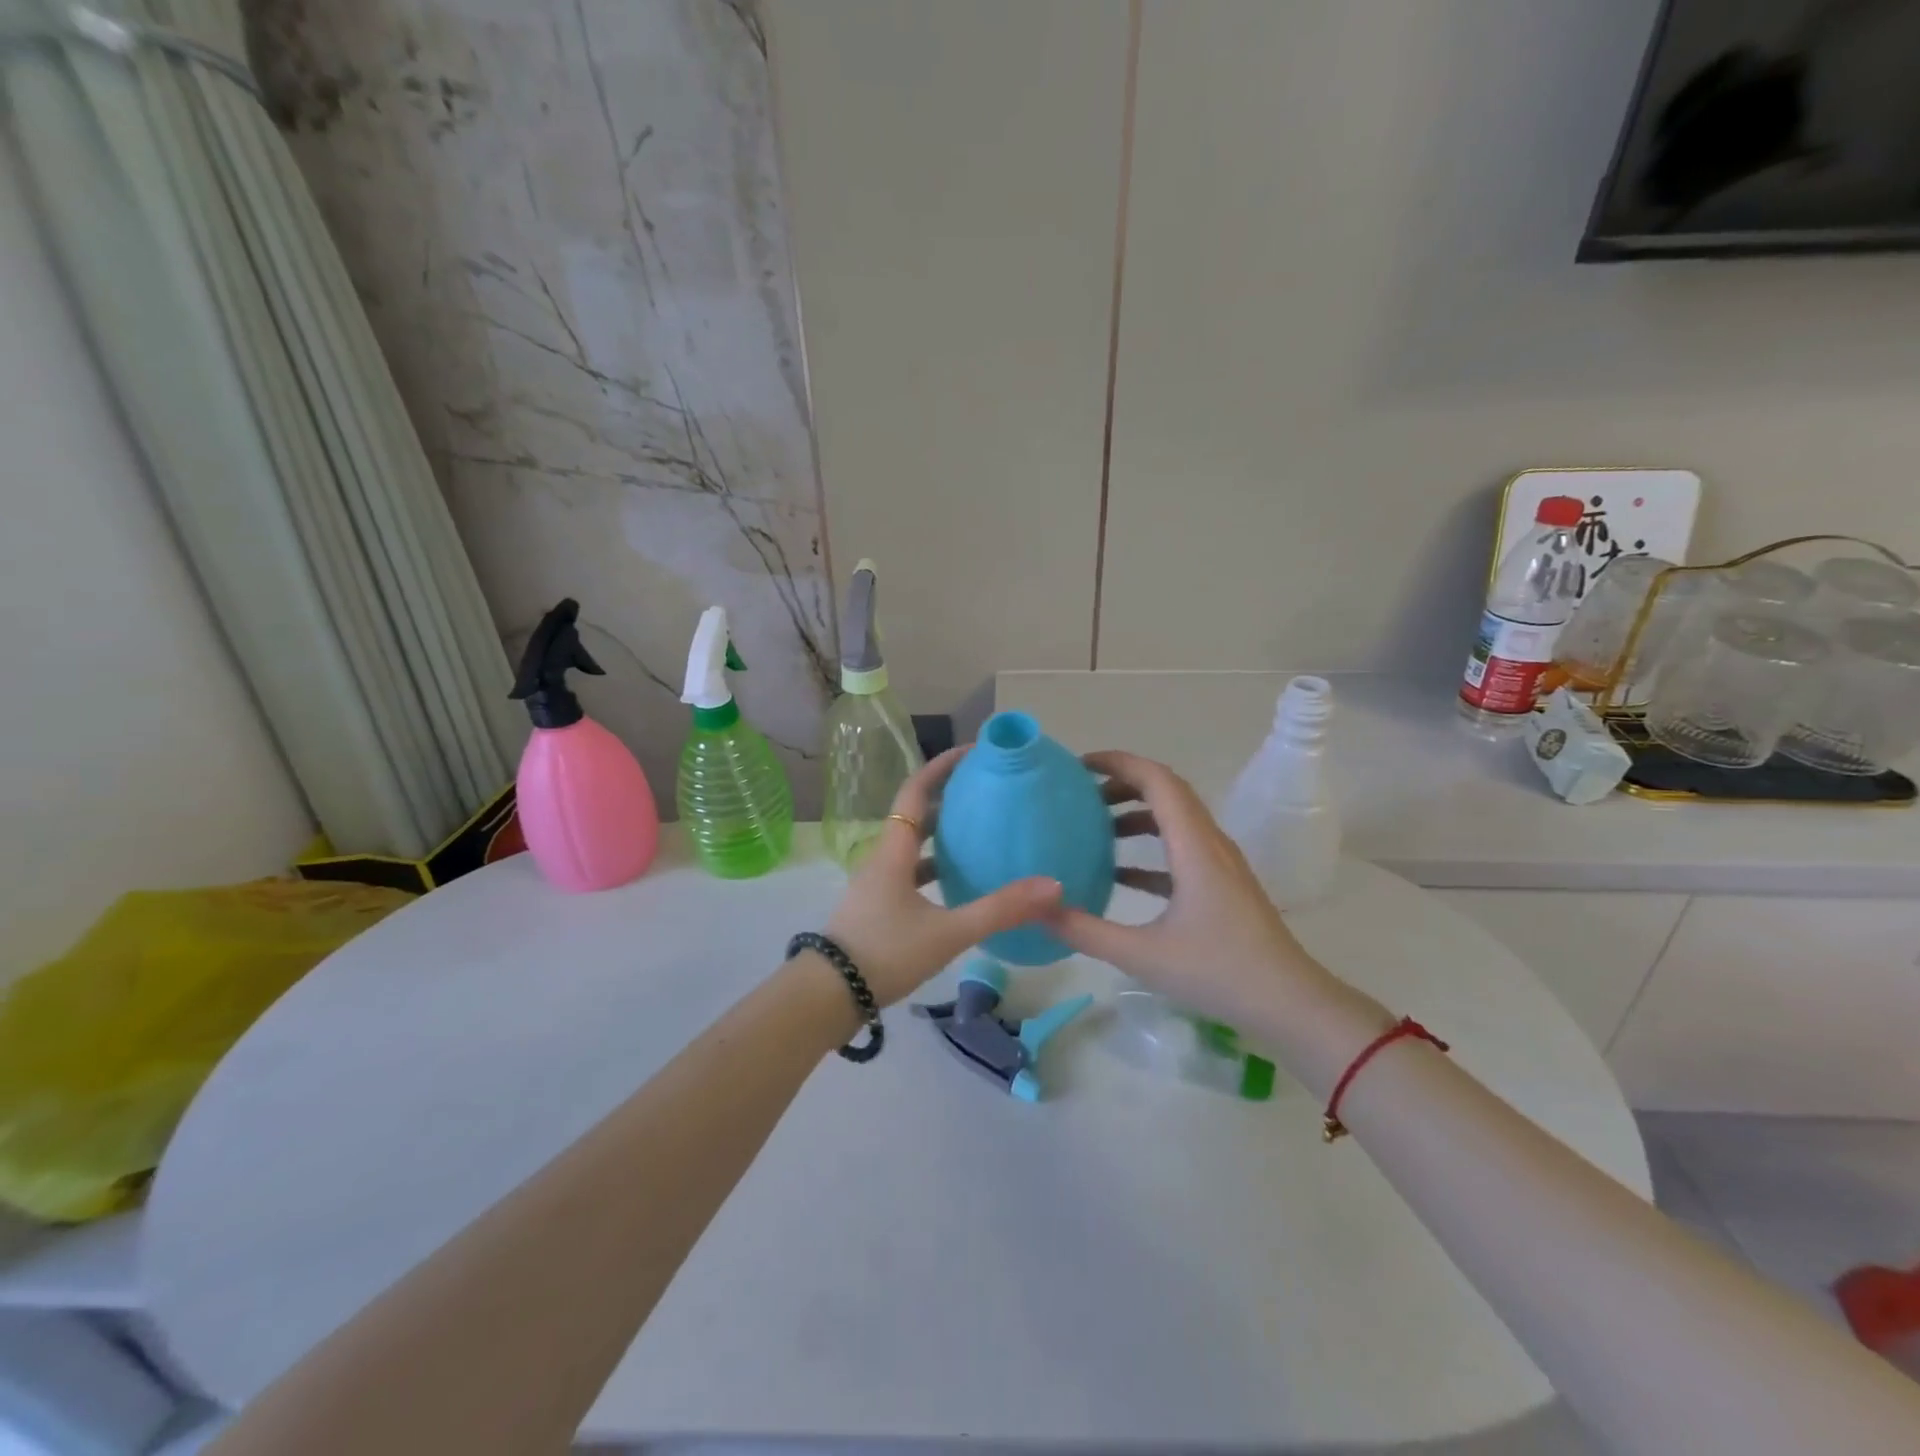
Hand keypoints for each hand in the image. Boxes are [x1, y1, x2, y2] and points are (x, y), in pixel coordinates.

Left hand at [823, 747, 1063, 1006]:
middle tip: (987, 791)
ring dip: (943, 834)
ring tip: (980, 832)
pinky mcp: (877, 908)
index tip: (972, 751)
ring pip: (913, 846)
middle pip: (916, 815)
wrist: (827, 996)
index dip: (941, 767)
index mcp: (894, 850)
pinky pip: (911, 873)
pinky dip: (936, 868)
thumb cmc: (884, 953)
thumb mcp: (947, 932)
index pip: (916, 792)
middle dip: (949, 797)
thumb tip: (1053, 886)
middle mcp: (883, 859)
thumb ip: (999, 910)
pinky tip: (959, 886)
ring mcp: (877, 885)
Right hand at [1044, 750, 1336, 1027]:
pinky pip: (1181, 849)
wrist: (1290, 1005)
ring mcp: (1220, 864)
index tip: (1079, 766)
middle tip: (1079, 795)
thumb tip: (1038, 910)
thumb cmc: (1218, 972)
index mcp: (1194, 846)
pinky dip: (1149, 848)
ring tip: (1094, 828)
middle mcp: (1209, 843)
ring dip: (1135, 814)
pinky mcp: (1223, 885)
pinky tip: (1119, 874)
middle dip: (1121, 784)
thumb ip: (1085, 930)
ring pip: (1175, 819)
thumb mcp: (1142, 954)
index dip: (1118, 763)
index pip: (1156, 780)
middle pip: (1166, 792)